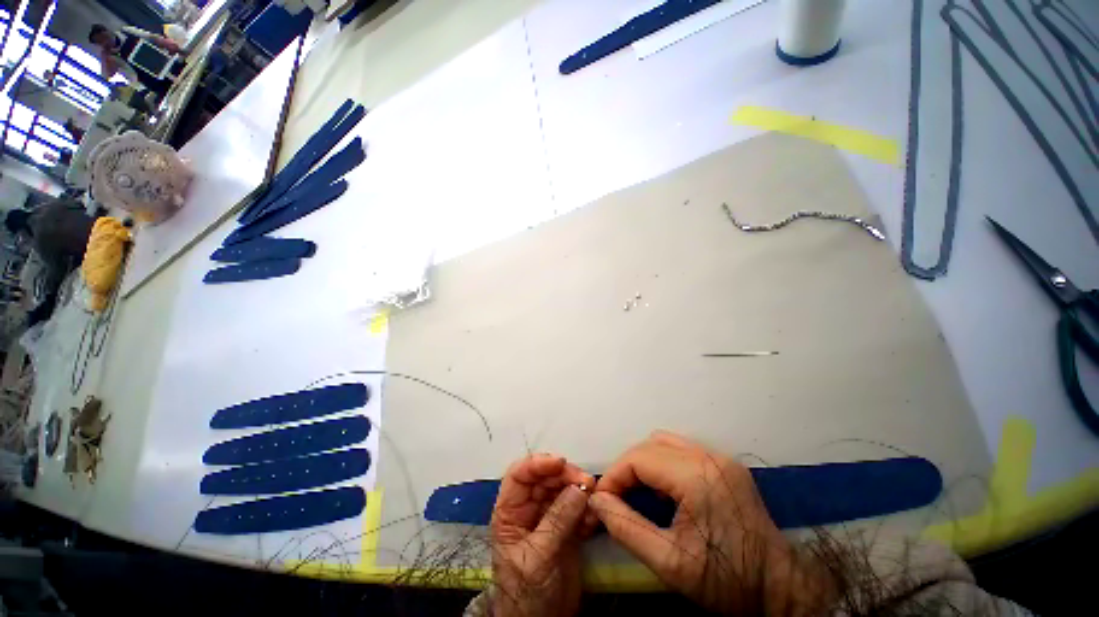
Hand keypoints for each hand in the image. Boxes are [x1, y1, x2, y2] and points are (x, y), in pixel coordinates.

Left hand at [490, 454, 595, 616]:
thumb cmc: (525, 592)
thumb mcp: (537, 556)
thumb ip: (557, 521)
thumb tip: (579, 488)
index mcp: (511, 510)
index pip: (520, 474)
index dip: (538, 463)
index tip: (561, 463)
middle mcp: (529, 507)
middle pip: (546, 478)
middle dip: (566, 476)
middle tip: (588, 482)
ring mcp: (549, 516)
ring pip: (563, 490)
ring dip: (580, 491)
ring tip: (594, 499)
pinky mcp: (567, 527)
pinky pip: (578, 508)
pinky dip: (587, 509)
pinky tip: (594, 520)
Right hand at [589, 431, 836, 615]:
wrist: (781, 587)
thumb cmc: (727, 580)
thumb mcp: (670, 564)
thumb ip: (626, 528)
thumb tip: (597, 502)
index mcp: (695, 476)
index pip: (638, 458)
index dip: (614, 475)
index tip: (603, 500)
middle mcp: (707, 456)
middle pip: (648, 446)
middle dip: (626, 468)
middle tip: (617, 497)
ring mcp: (719, 457)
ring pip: (663, 443)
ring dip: (644, 463)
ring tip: (638, 492)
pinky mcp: (725, 463)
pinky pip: (681, 451)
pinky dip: (662, 464)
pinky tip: (665, 491)